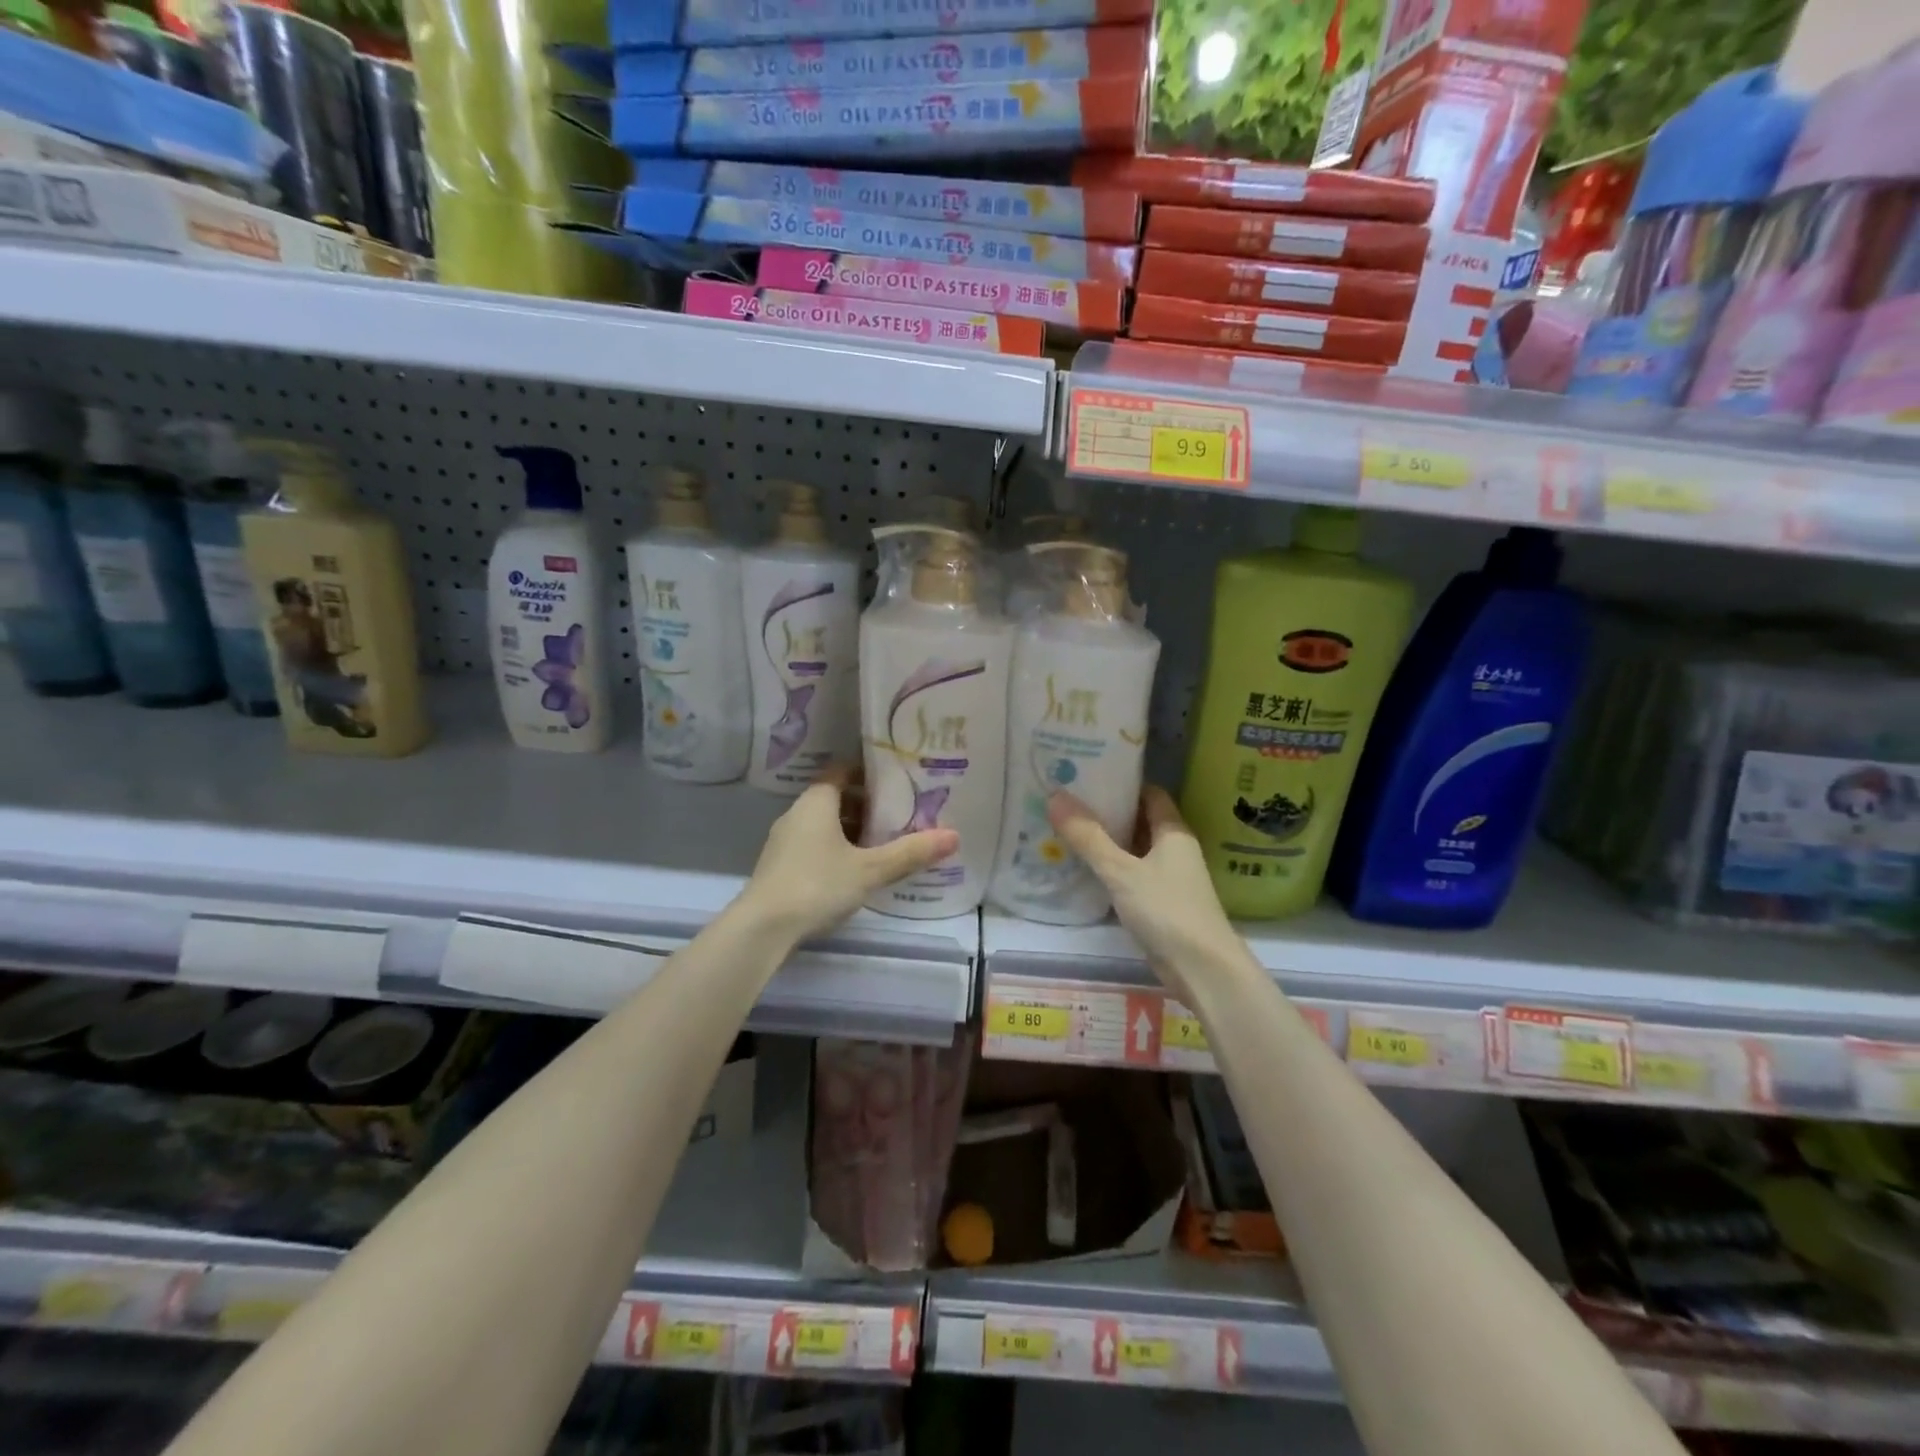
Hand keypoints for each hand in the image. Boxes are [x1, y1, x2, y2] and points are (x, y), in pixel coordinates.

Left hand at [742, 767, 958, 944]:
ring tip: (883, 843)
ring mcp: (785, 842)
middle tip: (899, 814)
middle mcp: (797, 814)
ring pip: (824, 824)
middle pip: (834, 797)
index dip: (868, 772)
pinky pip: (814, 845)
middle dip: (866, 804)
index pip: (842, 770)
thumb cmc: (817, 885)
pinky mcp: (780, 867)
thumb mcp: (870, 869)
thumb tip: (954, 836)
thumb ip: (910, 852)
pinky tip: (855, 870)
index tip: (896, 779)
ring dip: (851, 830)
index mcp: (816, 802)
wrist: (762, 929)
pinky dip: (836, 849)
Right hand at [1048, 786, 1236, 1003]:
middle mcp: (1175, 850)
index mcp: (1173, 832)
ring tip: (1067, 830)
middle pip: (1140, 820)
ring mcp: (1170, 879)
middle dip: (1108, 812)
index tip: (1088, 776)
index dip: (1122, 782)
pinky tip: (1084, 870)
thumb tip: (1055, 796)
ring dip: (1107, 843)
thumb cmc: (1166, 910)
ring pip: (1135, 850)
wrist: (1202, 970)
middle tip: (1067, 802)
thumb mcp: (1121, 871)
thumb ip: (1088, 837)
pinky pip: (1132, 876)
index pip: (1150, 793)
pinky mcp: (1161, 904)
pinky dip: (1111, 870)